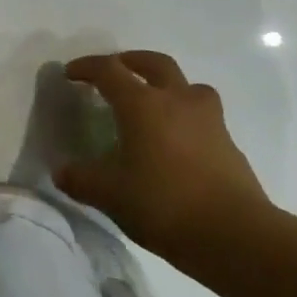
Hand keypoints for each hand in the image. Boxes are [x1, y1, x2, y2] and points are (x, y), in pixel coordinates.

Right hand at [58, 50, 274, 255]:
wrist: (235, 235)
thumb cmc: (164, 204)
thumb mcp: (110, 195)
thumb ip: (82, 179)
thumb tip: (62, 171)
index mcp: (142, 104)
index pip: (109, 70)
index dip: (87, 67)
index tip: (71, 73)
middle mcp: (176, 100)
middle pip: (154, 63)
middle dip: (131, 61)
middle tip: (115, 71)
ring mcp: (208, 119)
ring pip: (187, 85)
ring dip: (166, 84)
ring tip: (153, 102)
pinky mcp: (228, 142)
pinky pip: (202, 114)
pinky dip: (184, 115)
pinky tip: (176, 141)